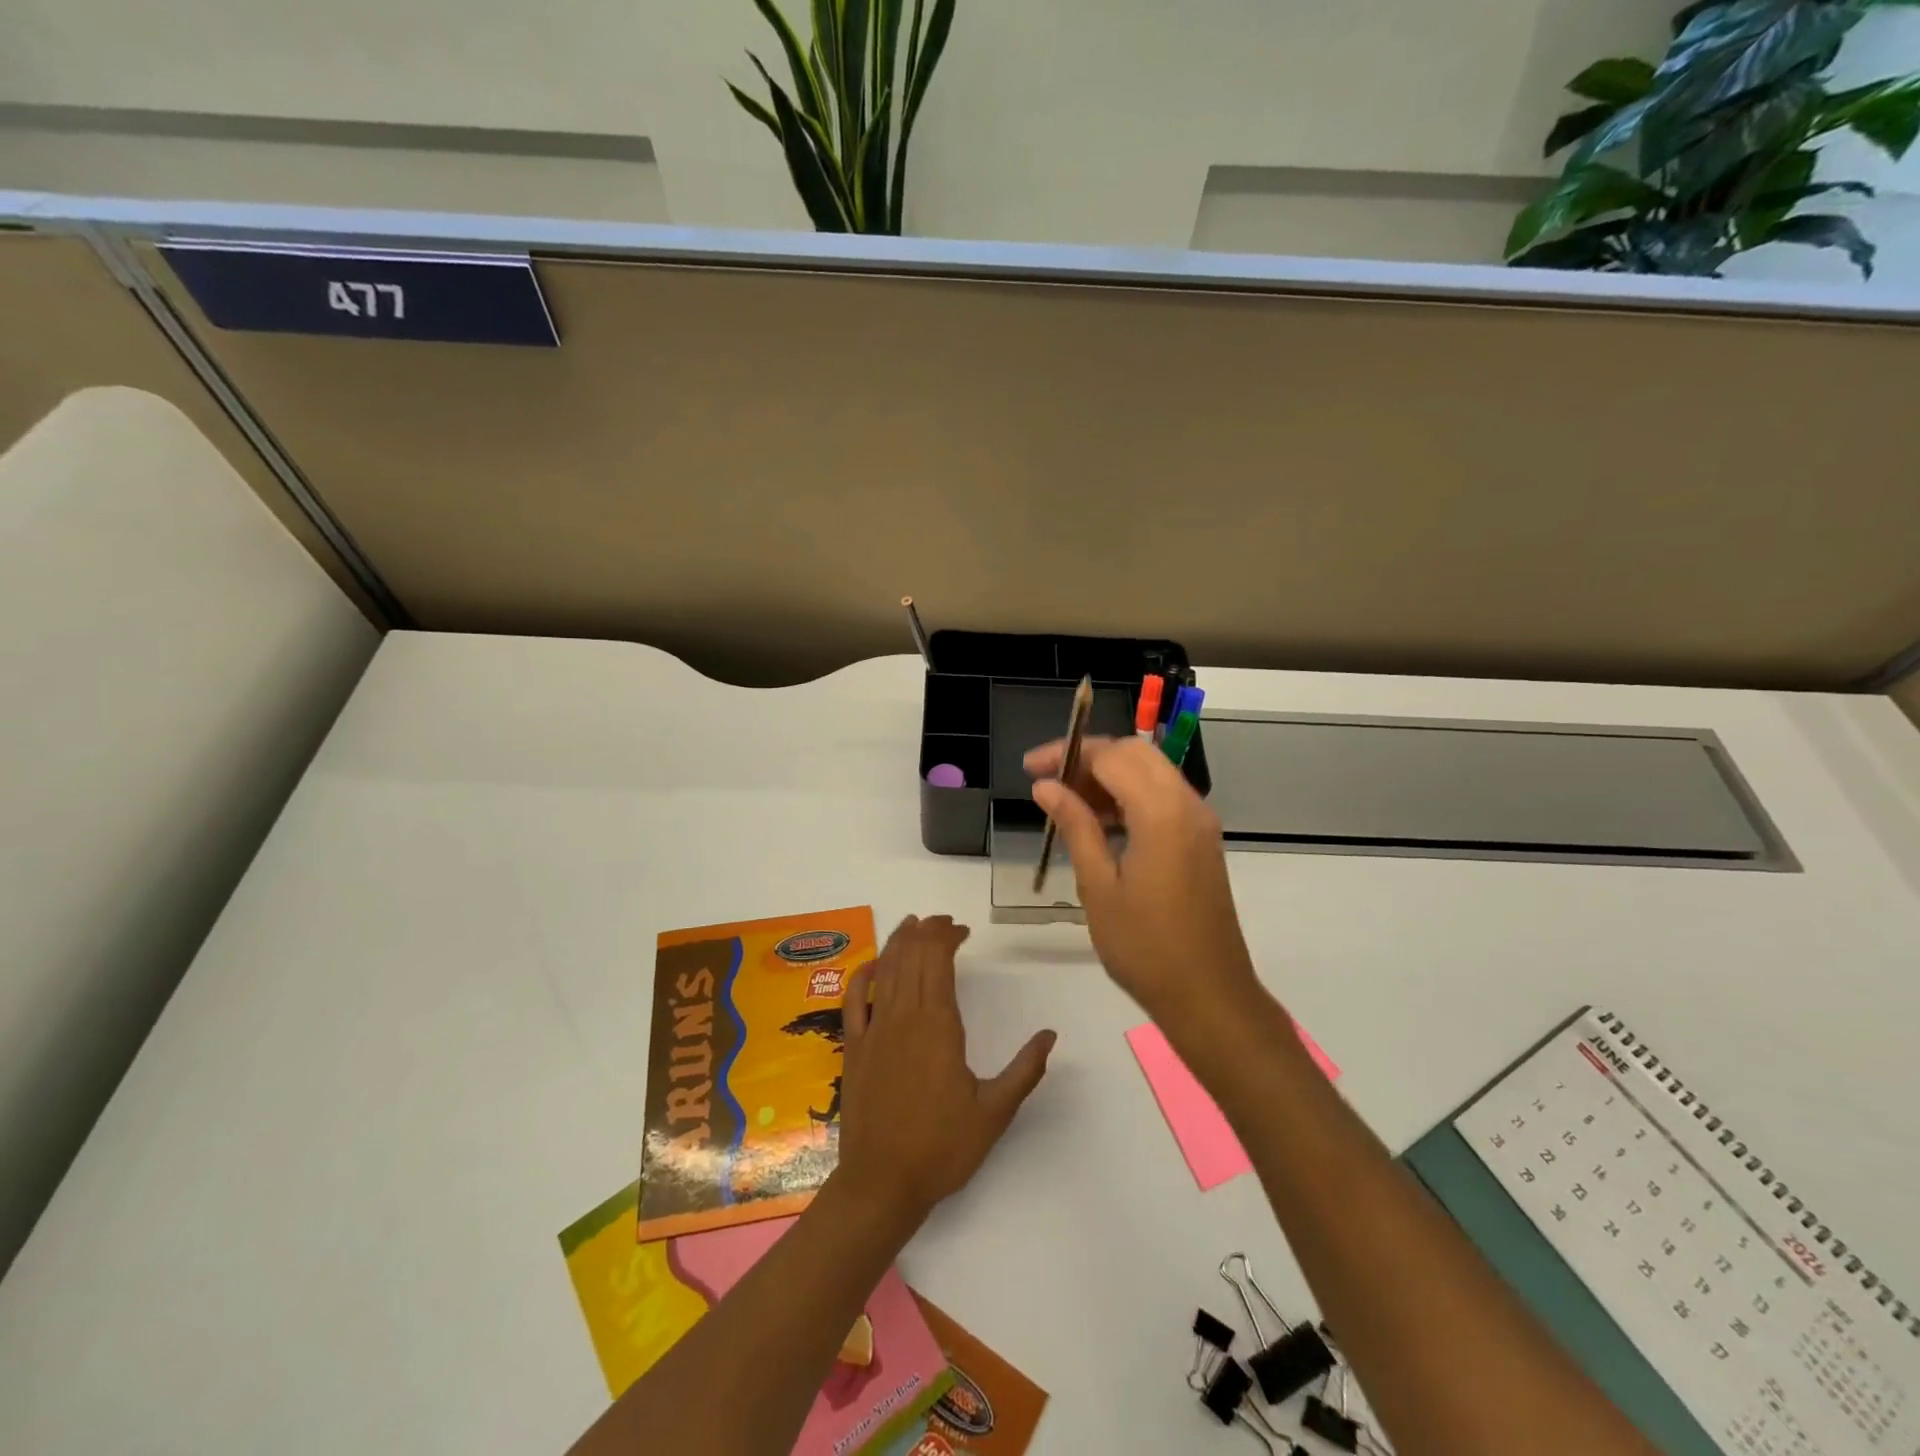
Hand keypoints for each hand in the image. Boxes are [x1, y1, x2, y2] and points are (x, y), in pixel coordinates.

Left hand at [835, 915, 1055, 1225]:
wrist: (882, 1183)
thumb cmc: (942, 1148)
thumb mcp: (995, 1112)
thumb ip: (1025, 1070)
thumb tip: (1050, 1034)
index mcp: (938, 1026)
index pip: (938, 962)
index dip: (947, 937)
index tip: (963, 931)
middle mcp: (903, 1017)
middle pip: (911, 958)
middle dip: (926, 932)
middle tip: (942, 922)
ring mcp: (874, 1030)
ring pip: (885, 971)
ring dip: (898, 943)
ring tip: (912, 924)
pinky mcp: (854, 1048)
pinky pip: (854, 1001)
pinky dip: (862, 976)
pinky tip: (872, 964)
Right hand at [1025, 736, 1259, 1030]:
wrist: (1208, 996)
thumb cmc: (1145, 946)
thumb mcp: (1098, 885)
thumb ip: (1075, 826)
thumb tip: (1046, 786)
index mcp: (1162, 812)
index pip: (1111, 756)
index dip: (1067, 754)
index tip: (1030, 769)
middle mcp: (1187, 804)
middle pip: (1135, 753)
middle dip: (1089, 757)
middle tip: (1049, 781)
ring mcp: (1199, 822)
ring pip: (1151, 772)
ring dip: (1109, 776)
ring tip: (1066, 803)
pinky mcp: (1201, 840)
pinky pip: (1163, 798)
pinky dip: (1130, 796)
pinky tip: (1100, 823)